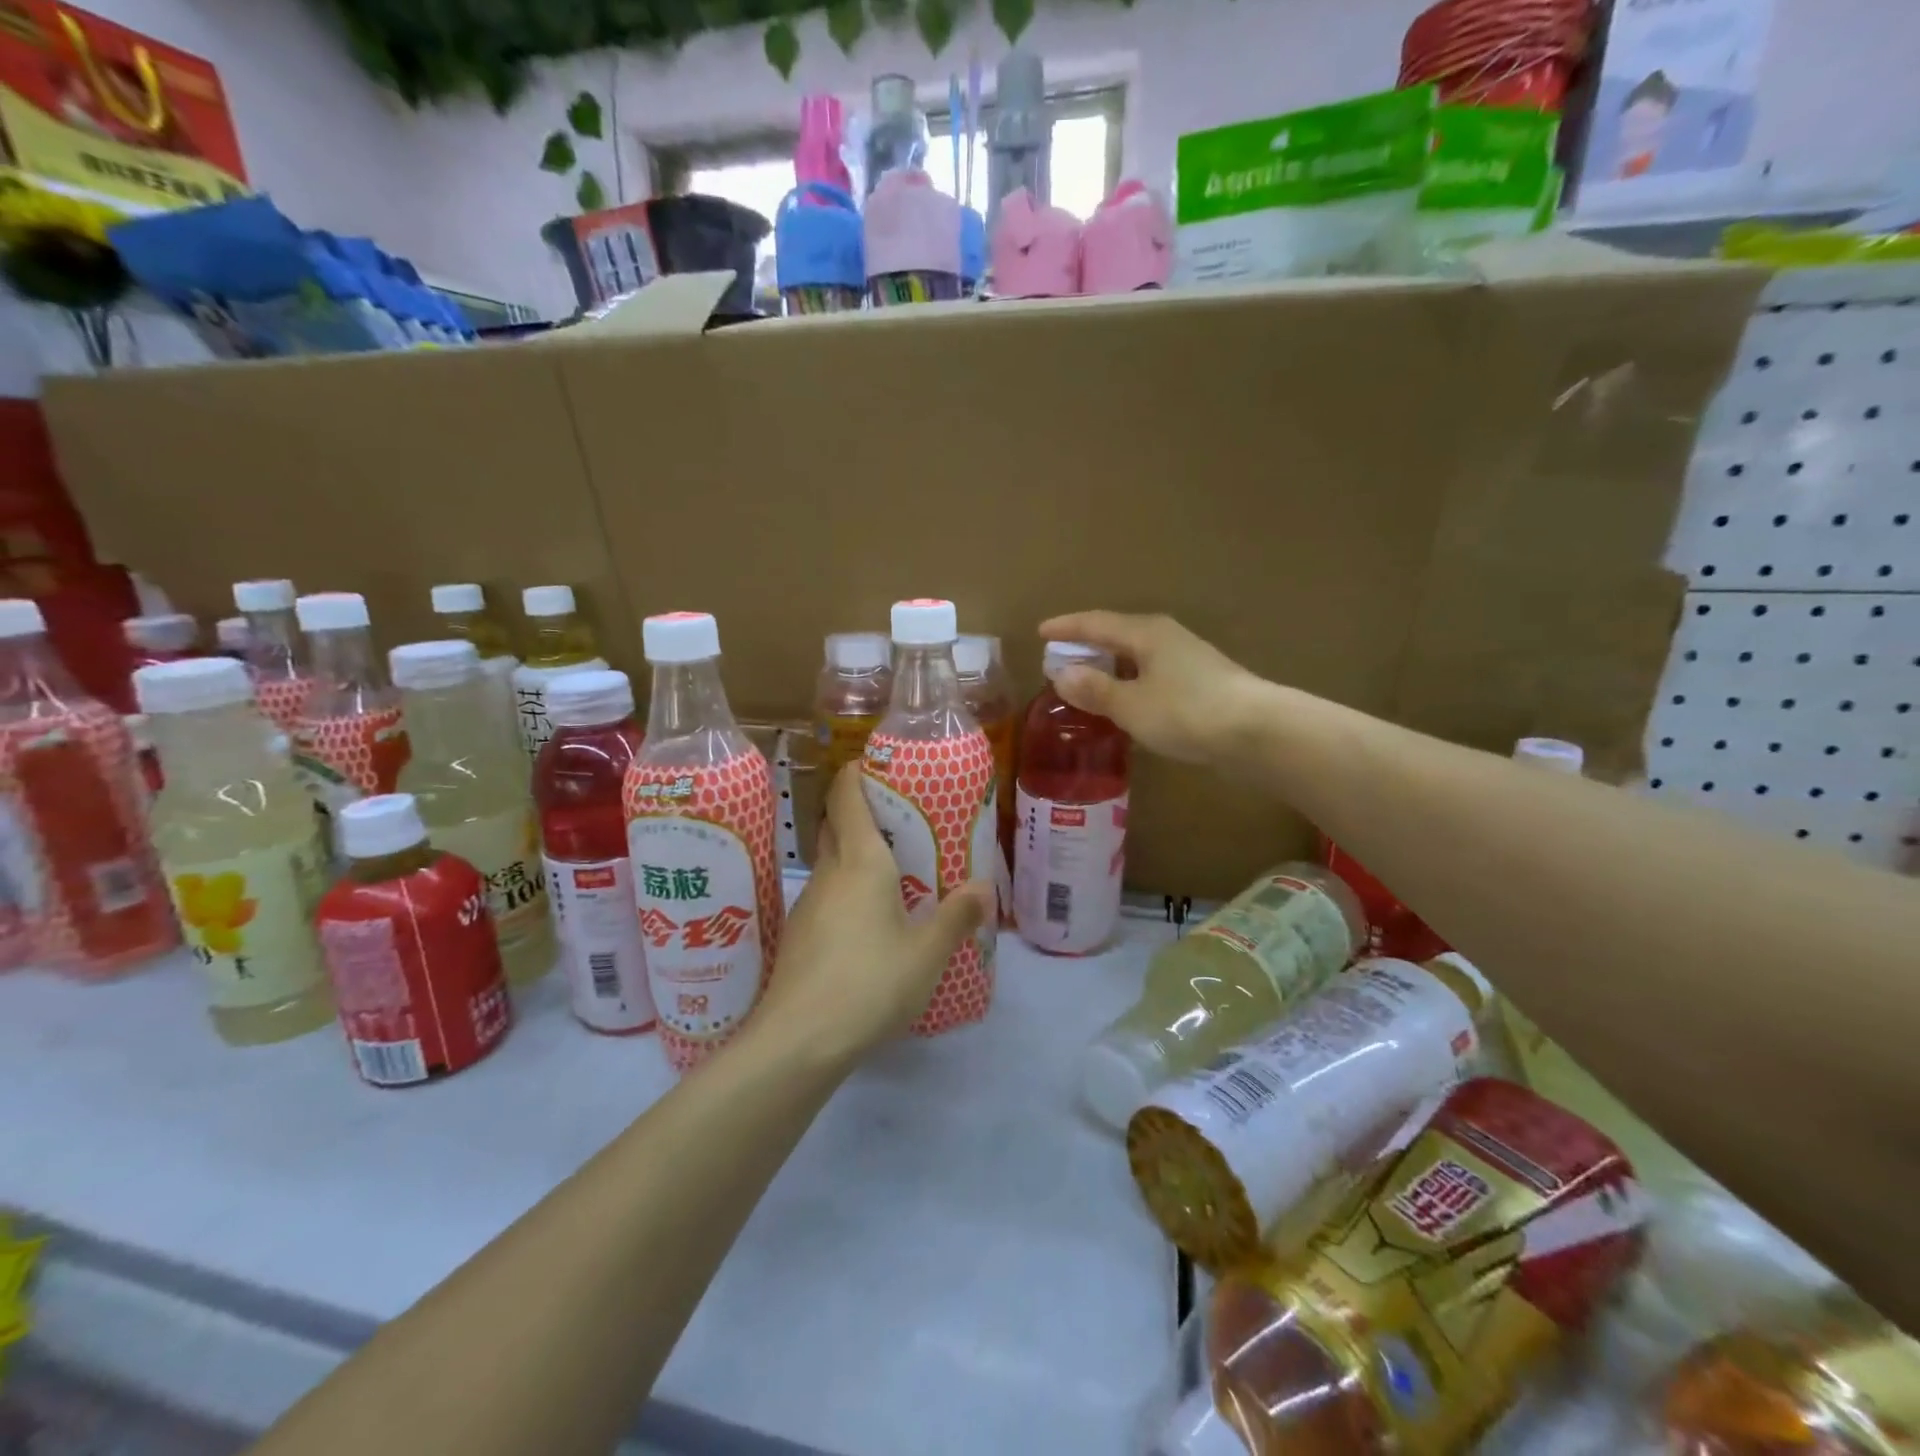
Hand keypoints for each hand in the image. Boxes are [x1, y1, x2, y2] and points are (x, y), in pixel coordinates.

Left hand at [753, 763, 991, 1066]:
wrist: (798, 1041)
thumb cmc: (869, 983)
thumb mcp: (927, 953)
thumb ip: (957, 916)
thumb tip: (985, 886)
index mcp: (861, 862)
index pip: (847, 796)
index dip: (857, 772)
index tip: (877, 764)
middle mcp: (830, 873)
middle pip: (835, 823)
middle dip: (859, 809)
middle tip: (900, 817)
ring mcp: (808, 904)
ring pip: (830, 861)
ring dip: (854, 852)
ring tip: (893, 868)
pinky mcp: (799, 935)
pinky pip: (826, 894)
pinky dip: (846, 888)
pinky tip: (868, 919)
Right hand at [1038, 611, 1268, 765]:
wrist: (1257, 732)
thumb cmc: (1186, 712)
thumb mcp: (1130, 705)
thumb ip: (1095, 690)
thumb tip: (1062, 674)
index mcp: (1145, 633)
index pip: (1096, 623)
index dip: (1066, 627)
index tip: (1041, 632)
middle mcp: (1166, 637)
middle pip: (1118, 635)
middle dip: (1088, 646)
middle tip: (1061, 660)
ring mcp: (1187, 659)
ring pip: (1137, 656)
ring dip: (1110, 667)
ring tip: (1088, 682)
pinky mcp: (1201, 683)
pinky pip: (1152, 674)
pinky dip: (1131, 682)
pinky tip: (1127, 702)